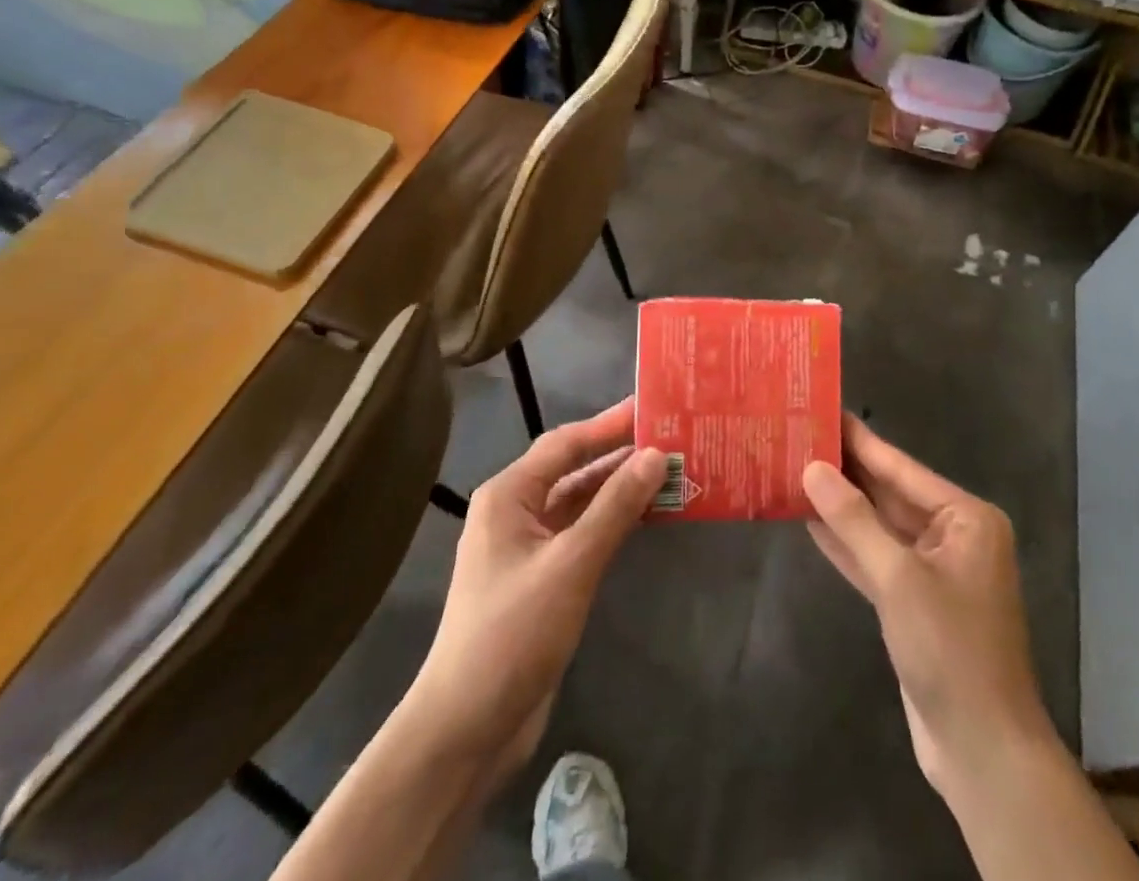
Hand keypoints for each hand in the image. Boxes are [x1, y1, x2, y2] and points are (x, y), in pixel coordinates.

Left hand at [408, 399, 665, 781]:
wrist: (466, 730)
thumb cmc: (513, 633)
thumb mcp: (571, 563)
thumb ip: (615, 507)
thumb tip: (655, 455)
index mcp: (509, 495)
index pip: (566, 444)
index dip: (610, 424)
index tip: (653, 408)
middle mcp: (515, 511)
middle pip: (574, 470)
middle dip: (620, 456)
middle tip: (671, 438)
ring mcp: (528, 547)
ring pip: (581, 503)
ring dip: (621, 490)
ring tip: (671, 472)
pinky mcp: (542, 579)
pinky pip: (583, 534)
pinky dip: (614, 523)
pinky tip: (648, 517)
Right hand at [802, 415, 1052, 799]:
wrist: (982, 752)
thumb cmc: (950, 651)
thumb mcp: (898, 578)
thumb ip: (854, 521)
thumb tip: (813, 468)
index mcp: (966, 519)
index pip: (901, 467)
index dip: (860, 440)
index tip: (825, 410)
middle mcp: (953, 536)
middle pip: (889, 494)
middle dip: (846, 472)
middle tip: (799, 437)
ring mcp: (934, 571)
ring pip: (879, 527)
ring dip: (840, 506)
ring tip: (795, 470)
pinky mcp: (914, 603)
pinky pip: (876, 560)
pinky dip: (846, 544)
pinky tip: (810, 521)